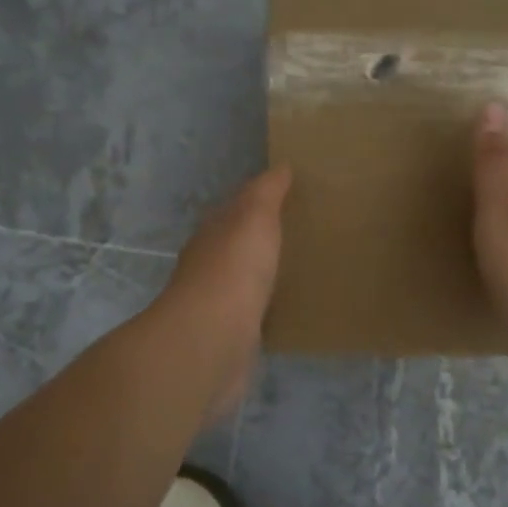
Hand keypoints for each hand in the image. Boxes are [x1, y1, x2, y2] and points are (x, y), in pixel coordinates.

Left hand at [160, 167, 291, 420]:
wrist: (213, 339)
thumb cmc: (234, 269)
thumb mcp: (254, 217)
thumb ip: (266, 193)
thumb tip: (281, 167)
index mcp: (212, 235)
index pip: (232, 212)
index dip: (256, 204)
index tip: (286, 200)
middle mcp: (209, 267)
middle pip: (235, 248)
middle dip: (259, 242)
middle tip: (298, 236)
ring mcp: (218, 305)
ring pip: (244, 282)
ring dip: (263, 277)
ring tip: (298, 272)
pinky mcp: (230, 337)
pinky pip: (253, 315)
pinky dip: (266, 309)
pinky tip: (287, 311)